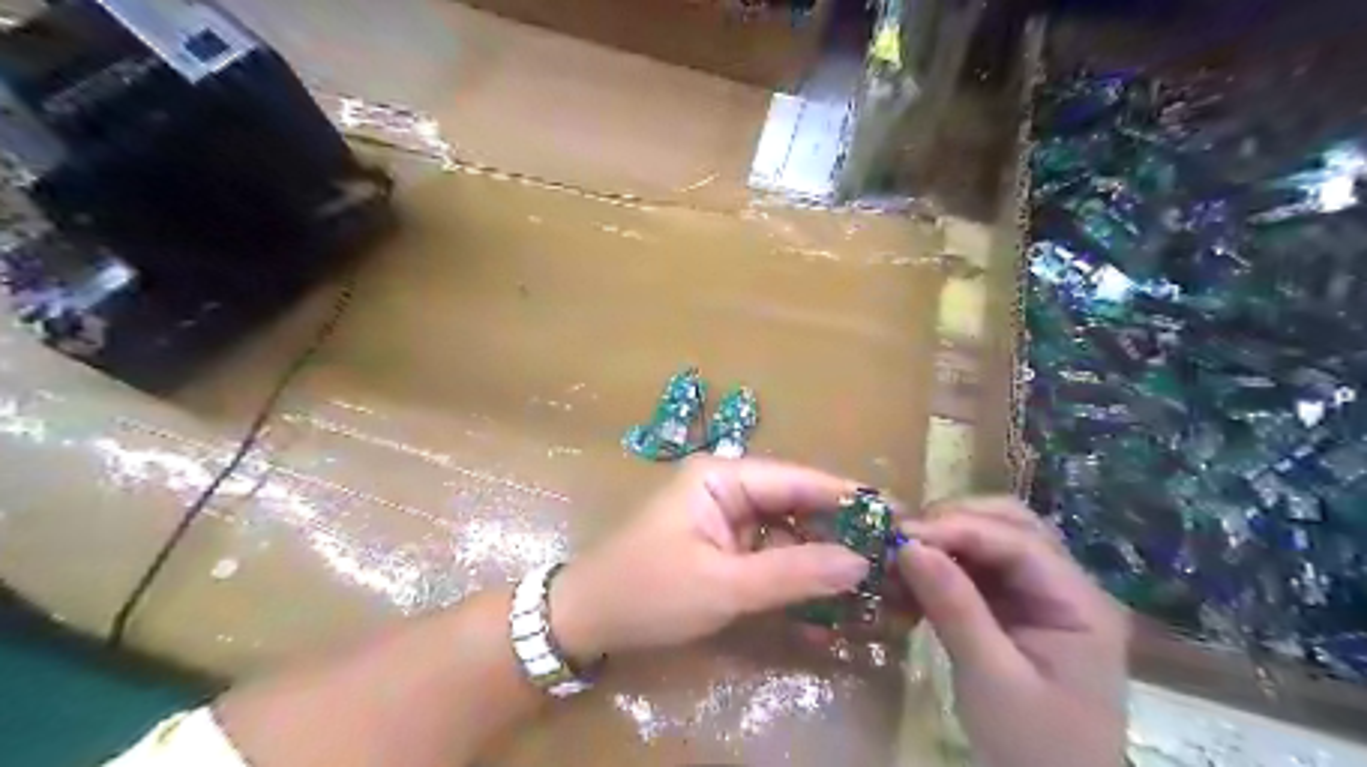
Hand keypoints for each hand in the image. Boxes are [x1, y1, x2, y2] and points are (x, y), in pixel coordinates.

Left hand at [546, 460, 862, 660]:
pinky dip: (796, 572)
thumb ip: (793, 572)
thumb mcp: (723, 585)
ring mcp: (724, 518)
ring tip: (874, 575)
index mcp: (721, 477)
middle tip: (893, 552)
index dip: (847, 496)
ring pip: (787, 530)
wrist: (586, 620)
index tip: (897, 513)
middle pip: (795, 503)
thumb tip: (860, 561)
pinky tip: (830, 594)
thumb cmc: (648, 592)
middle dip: (839, 529)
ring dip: (822, 554)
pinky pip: (770, 553)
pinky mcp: (723, 547)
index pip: (796, 479)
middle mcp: (727, 488)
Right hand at [892, 499, 1126, 765]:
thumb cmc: (1033, 747)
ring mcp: (1040, 595)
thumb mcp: (992, 679)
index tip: (901, 535)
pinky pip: (977, 567)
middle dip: (953, 521)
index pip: (1017, 541)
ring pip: (991, 540)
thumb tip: (908, 546)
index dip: (958, 528)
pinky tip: (913, 575)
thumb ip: (955, 608)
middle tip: (902, 537)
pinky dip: (943, 564)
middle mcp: (1064, 586)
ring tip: (902, 552)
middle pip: (1010, 524)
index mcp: (1078, 602)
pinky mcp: (1014, 608)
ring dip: (946, 538)